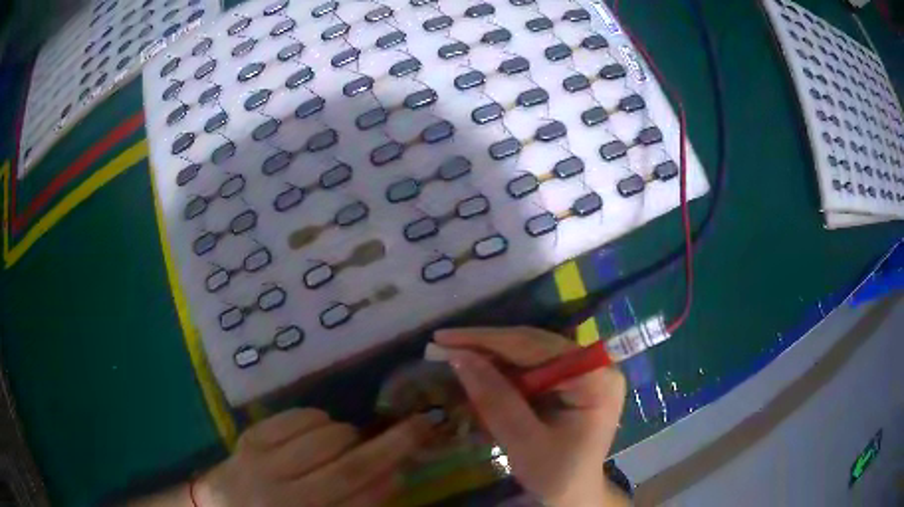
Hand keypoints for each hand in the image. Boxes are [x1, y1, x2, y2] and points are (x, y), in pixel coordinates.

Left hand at [193, 408, 435, 506]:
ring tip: (347, 442)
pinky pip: (293, 418)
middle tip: (413, 427)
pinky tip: (318, 429)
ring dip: (347, 434)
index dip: (391, 478)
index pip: (359, 499)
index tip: (412, 458)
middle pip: (346, 467)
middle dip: (388, 444)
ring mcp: (261, 464)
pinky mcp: (249, 439)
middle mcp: (283, 496)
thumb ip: (356, 505)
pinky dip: (316, 418)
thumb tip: (391, 475)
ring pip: (322, 438)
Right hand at [435, 327, 627, 506]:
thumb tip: (458, 357)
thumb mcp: (524, 443)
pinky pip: (533, 367)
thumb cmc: (556, 476)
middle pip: (534, 345)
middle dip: (486, 347)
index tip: (444, 338)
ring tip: (453, 356)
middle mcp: (595, 365)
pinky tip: (479, 372)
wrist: (574, 494)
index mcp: (596, 379)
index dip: (488, 340)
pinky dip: (503, 372)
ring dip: (491, 357)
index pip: (537, 347)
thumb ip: (495, 400)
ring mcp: (585, 371)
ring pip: (530, 353)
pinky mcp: (573, 380)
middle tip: (442, 345)